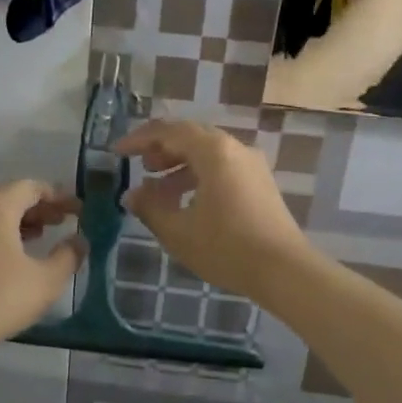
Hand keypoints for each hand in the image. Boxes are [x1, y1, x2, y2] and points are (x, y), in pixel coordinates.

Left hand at [0, 180, 84, 350]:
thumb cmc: (2, 296)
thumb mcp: (46, 278)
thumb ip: (68, 255)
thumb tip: (80, 241)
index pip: (31, 187)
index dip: (59, 196)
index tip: (79, 210)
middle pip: (13, 197)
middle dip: (42, 207)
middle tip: (65, 221)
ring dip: (24, 220)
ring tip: (47, 234)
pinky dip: (8, 233)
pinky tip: (22, 254)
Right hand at [116, 120, 313, 299]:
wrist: (284, 270)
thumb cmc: (226, 247)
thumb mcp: (178, 231)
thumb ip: (150, 208)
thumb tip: (131, 195)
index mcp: (213, 151)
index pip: (169, 131)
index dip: (139, 139)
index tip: (117, 152)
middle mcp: (234, 149)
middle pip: (190, 136)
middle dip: (160, 149)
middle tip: (139, 165)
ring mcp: (251, 165)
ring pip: (207, 153)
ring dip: (178, 165)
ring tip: (157, 189)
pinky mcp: (260, 184)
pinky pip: (222, 168)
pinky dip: (198, 176)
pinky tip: (186, 202)